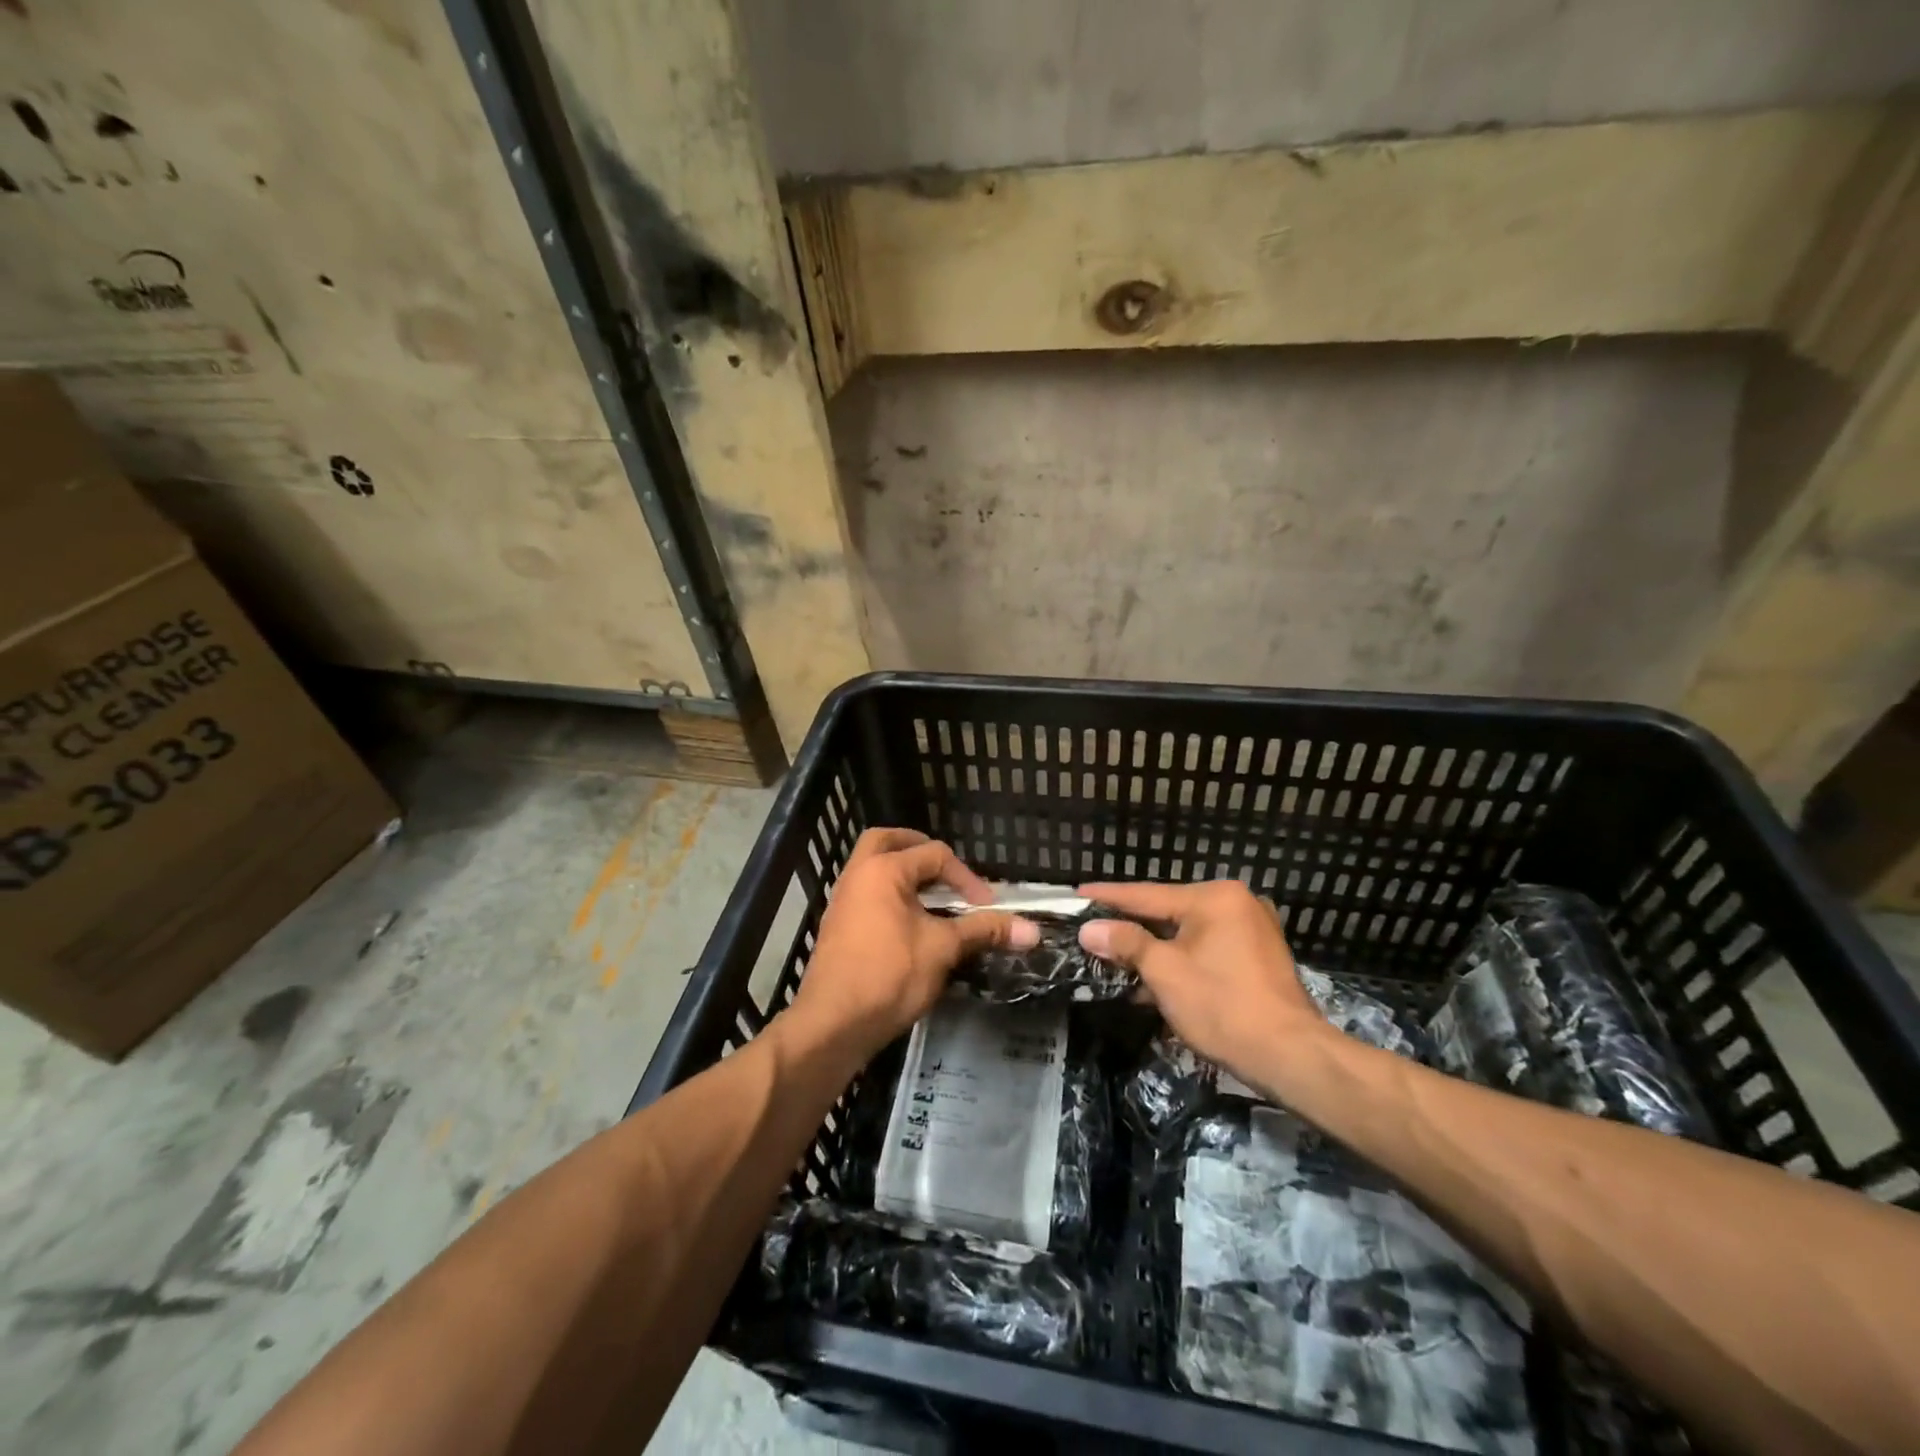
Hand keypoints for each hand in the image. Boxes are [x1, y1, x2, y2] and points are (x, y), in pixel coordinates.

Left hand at [792, 828, 1036, 1054]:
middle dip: (918, 848)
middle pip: (888, 842)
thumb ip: (984, 930)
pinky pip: (866, 894)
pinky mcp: (838, 927)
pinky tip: (910, 923)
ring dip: (902, 873)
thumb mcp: (943, 949)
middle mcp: (858, 875)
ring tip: (932, 896)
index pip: (934, 854)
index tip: (987, 907)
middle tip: (944, 868)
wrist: (833, 1024)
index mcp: (883, 870)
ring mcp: (843, 901)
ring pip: (872, 868)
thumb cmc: (889, 976)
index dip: (966, 878)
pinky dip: (889, 895)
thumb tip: (1033, 929)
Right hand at [1076, 879, 1328, 1082]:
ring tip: (1117, 958)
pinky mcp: (1260, 957)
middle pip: (1169, 912)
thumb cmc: (1222, 1005)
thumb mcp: (1164, 972)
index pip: (1147, 894)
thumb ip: (1126, 943)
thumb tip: (1090, 929)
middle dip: (1131, 926)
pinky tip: (1155, 980)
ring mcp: (1252, 929)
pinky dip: (1182, 960)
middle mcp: (1236, 903)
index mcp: (1214, 897)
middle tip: (1093, 928)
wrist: (1291, 1056)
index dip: (1109, 897)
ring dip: (1155, 949)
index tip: (1077, 893)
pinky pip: (1208, 949)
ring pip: (1188, 933)